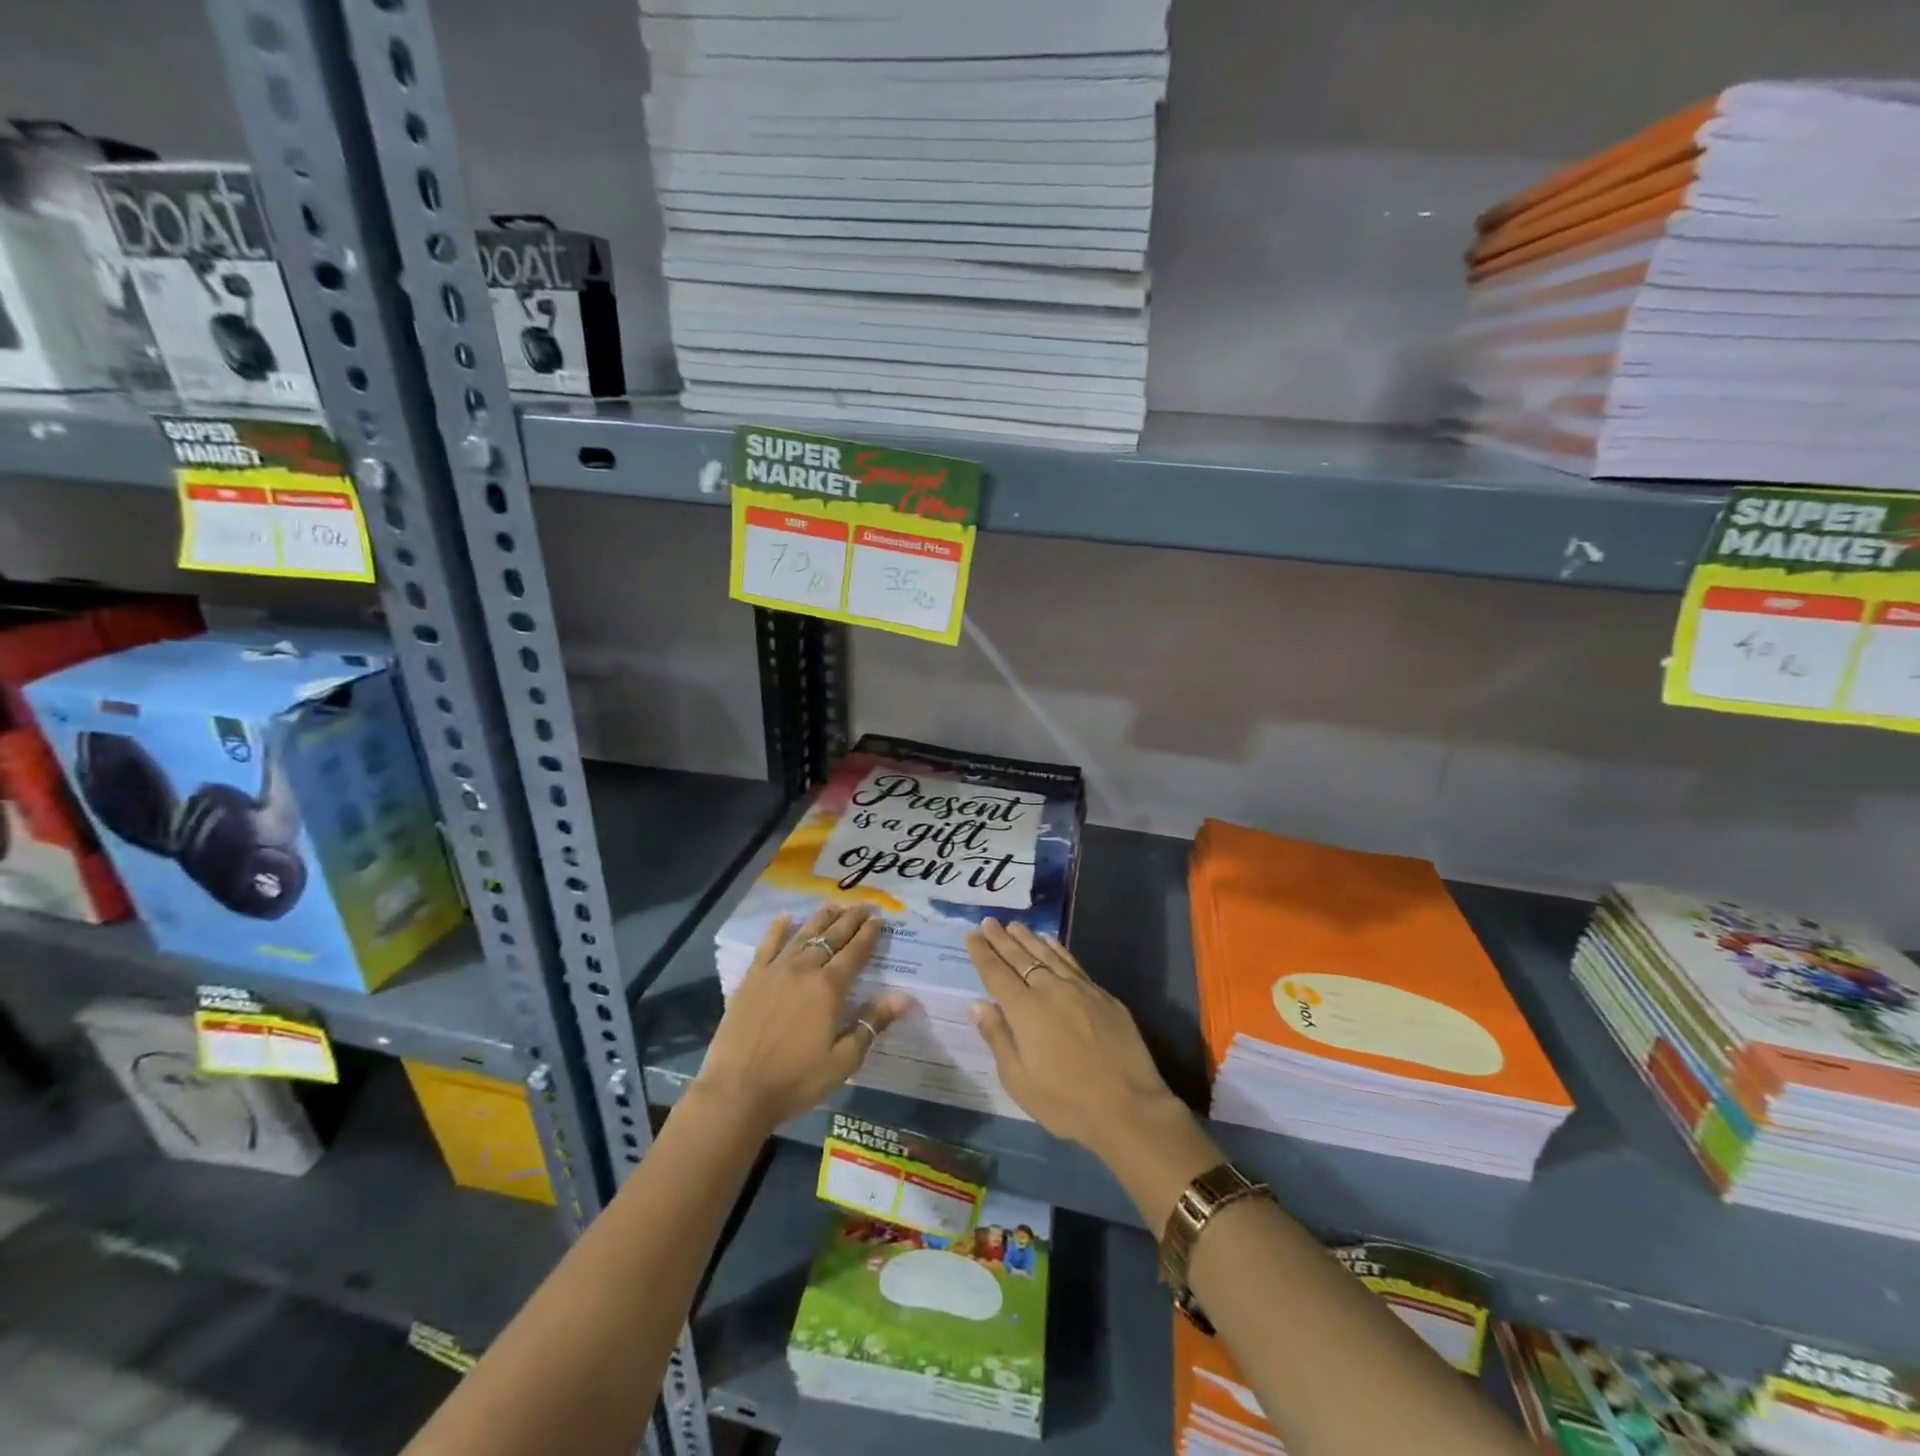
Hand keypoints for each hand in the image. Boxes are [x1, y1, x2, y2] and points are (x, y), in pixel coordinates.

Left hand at [696, 905, 910, 1133]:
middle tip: (863, 905)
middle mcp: (804, 969)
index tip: (879, 918)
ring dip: (820, 918)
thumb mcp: (843, 1061)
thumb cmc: (795, 1080)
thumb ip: (871, 1024)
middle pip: (831, 937)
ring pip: (803, 934)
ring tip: (833, 905)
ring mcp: (775, 970)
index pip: (855, 952)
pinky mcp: (751, 979)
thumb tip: (902, 998)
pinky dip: (777, 929)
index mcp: (829, 988)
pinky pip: (767, 945)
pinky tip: (784, 917)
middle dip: (850, 919)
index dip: (869, 934)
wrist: (736, 1090)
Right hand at [966, 918, 1185, 1162]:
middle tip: (989, 921)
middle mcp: (1050, 990)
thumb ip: (998, 1038)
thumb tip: (978, 1005)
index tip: (972, 934)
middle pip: (1021, 957)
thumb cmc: (1066, 1102)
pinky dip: (1058, 950)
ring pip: (1048, 955)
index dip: (983, 953)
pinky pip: (1073, 963)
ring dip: (1029, 939)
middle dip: (1002, 939)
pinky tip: (1052, 942)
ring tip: (1015, 926)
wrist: (1129, 1107)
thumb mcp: (1019, 1081)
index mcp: (1025, 1010)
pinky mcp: (1104, 996)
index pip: (997, 973)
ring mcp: (1080, 989)